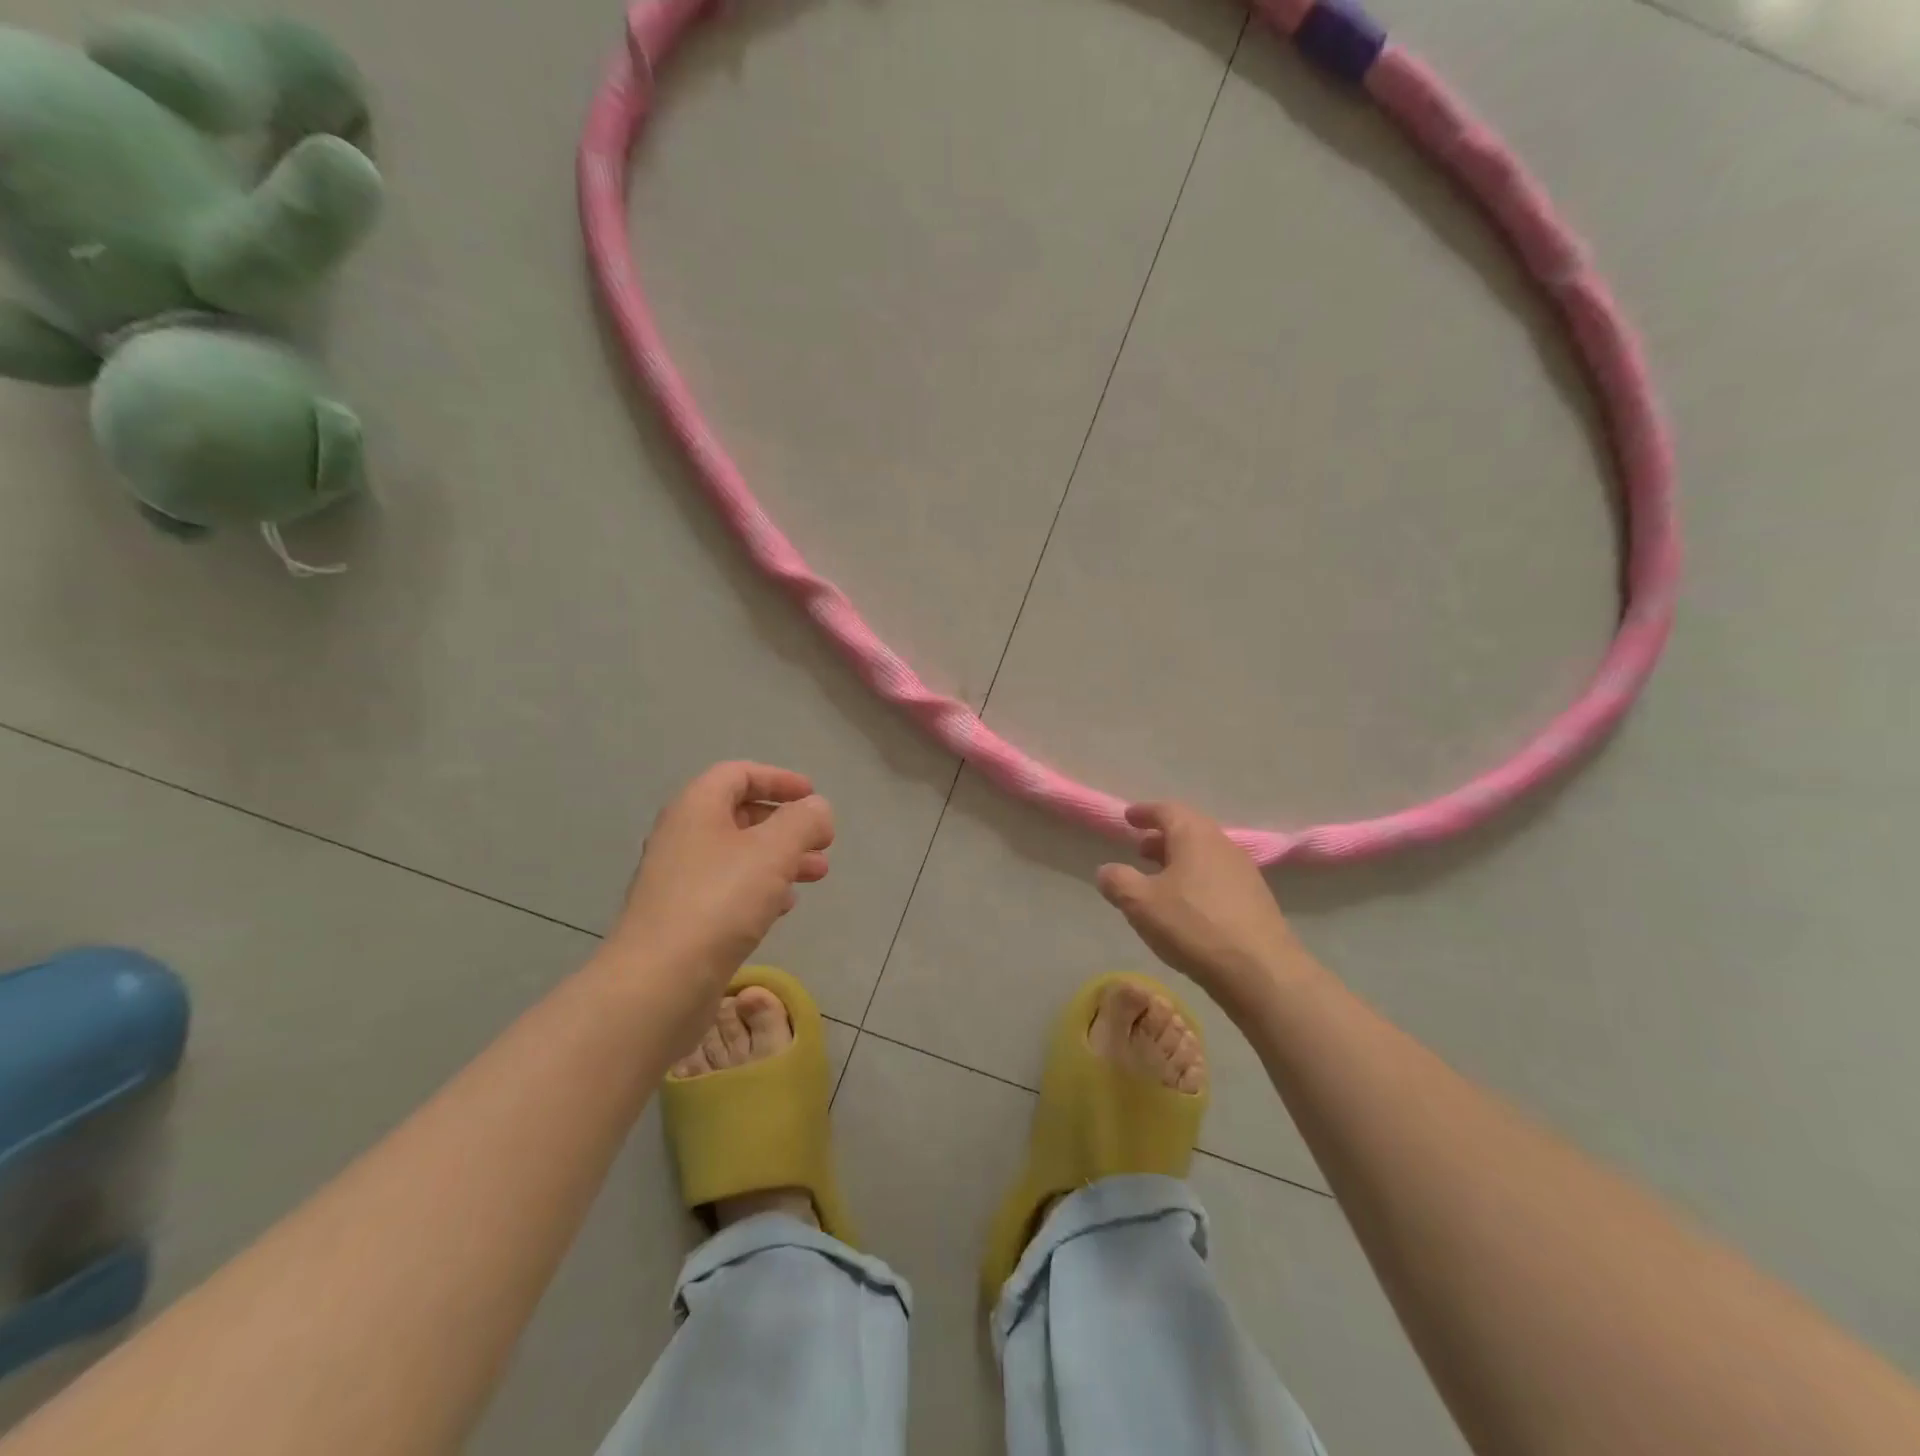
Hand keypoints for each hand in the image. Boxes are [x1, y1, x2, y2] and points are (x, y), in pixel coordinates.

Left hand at [613, 762, 834, 1001]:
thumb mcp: (773, 850)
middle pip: (741, 815)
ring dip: (781, 858)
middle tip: (823, 842)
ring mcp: (680, 879)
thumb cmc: (719, 901)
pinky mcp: (683, 917)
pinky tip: (784, 906)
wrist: (659, 981)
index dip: (779, 779)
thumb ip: (803, 821)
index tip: (813, 796)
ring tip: (818, 874)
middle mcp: (683, 836)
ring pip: (740, 855)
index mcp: (697, 808)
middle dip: (787, 825)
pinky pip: (729, 889)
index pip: (738, 774)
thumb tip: (817, 809)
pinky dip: (761, 888)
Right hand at [1096, 802, 1309, 1012]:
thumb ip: (1118, 881)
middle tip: (1140, 850)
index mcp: (1194, 835)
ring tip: (1160, 880)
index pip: (1167, 810)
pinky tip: (1187, 906)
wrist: (1261, 971)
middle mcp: (1223, 845)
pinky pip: (1218, 877)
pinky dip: (1197, 880)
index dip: (1145, 812)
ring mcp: (1244, 872)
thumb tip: (1107, 870)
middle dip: (1162, 837)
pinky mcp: (1256, 900)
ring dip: (1180, 860)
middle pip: (1189, 830)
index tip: (1128, 817)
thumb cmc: (1194, 925)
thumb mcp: (1141, 903)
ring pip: (1205, 855)